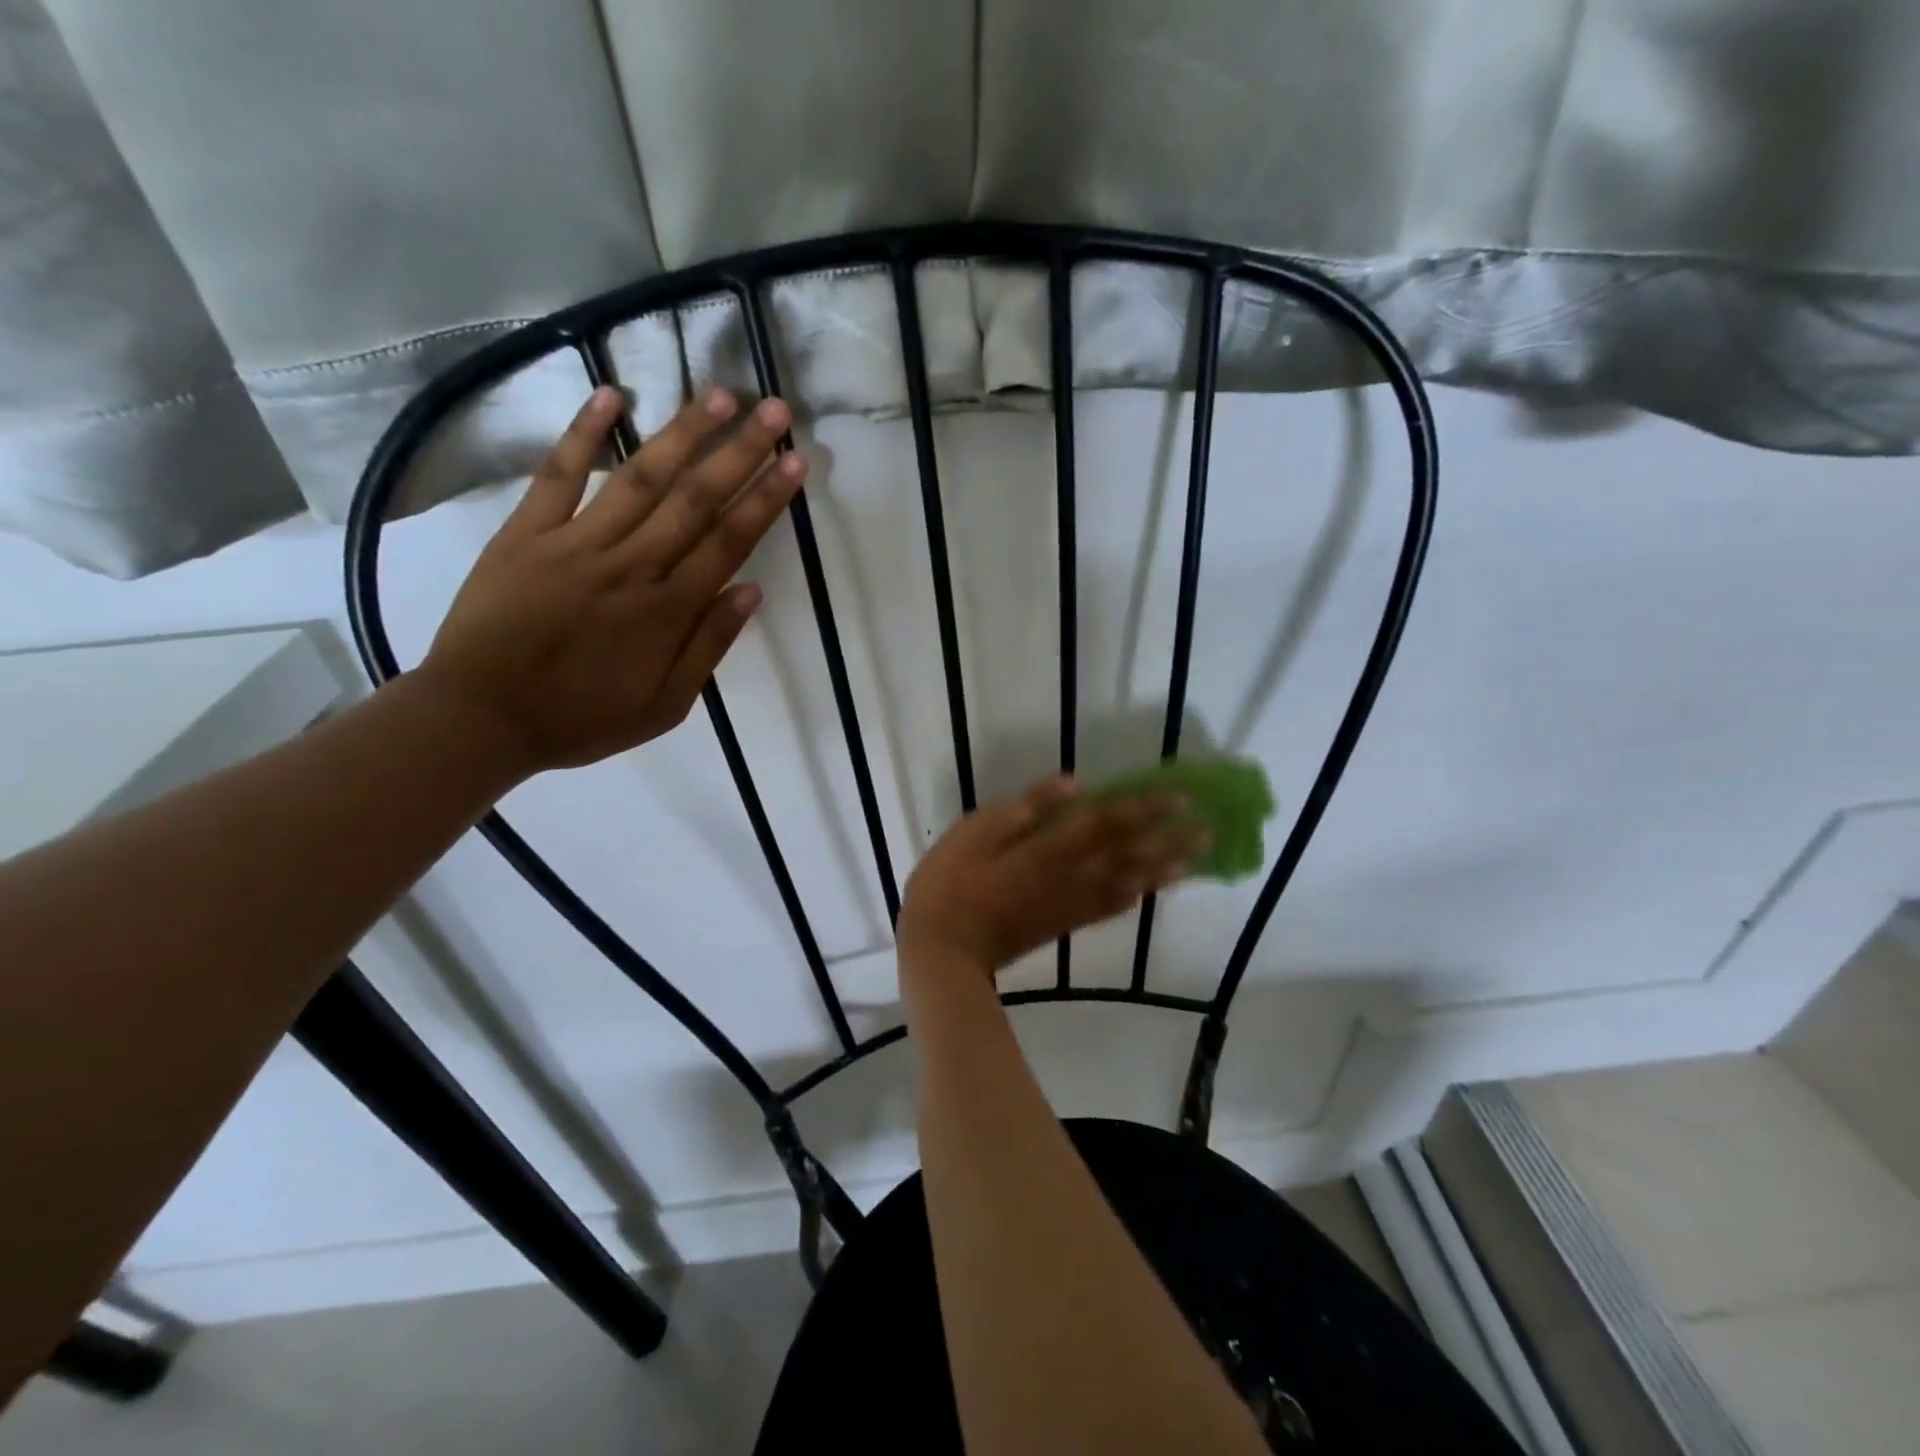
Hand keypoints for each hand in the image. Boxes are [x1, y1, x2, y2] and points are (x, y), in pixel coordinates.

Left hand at [413, 385, 804, 774]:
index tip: (794, 459)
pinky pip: (557, 475)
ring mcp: (576, 543)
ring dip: (682, 432)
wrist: (481, 718)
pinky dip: (583, 433)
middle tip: (775, 408)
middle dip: (739, 451)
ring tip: (720, 393)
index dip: (765, 499)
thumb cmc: (581, 719)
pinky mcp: (526, 533)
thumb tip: (751, 591)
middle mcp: (630, 566)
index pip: (729, 542)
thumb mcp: (666, 707)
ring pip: (639, 478)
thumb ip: (709, 648)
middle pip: (694, 499)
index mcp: (667, 611)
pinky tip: (612, 395)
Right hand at [898, 775, 1203, 979]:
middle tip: (1206, 830)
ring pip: (1126, 885)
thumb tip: (1073, 782)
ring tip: (1193, 862)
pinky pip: (1106, 910)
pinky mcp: (1060, 925)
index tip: (1179, 797)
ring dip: (1161, 872)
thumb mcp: (975, 832)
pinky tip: (1148, 895)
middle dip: (1167, 841)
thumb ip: (1025, 808)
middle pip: (1126, 855)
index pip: (1106, 822)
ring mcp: (1067, 905)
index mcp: (1048, 849)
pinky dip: (1132, 900)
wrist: (941, 950)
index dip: (1144, 808)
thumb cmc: (949, 882)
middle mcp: (1069, 877)